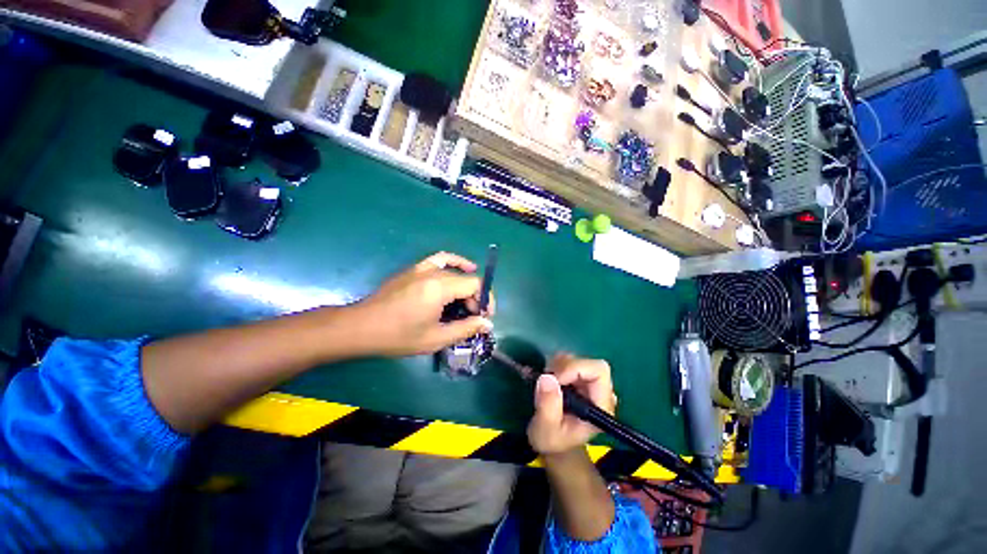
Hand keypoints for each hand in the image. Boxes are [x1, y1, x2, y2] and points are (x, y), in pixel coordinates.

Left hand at [353, 252, 493, 356]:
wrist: (361, 327)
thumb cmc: (398, 336)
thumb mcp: (436, 338)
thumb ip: (466, 329)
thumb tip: (488, 324)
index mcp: (439, 287)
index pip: (475, 285)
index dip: (485, 300)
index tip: (484, 317)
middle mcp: (433, 272)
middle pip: (466, 279)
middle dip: (475, 298)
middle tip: (472, 317)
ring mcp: (422, 268)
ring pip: (455, 271)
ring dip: (466, 284)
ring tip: (469, 300)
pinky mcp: (413, 269)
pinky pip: (439, 259)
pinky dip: (453, 262)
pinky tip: (459, 268)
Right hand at [527, 353, 616, 456]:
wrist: (555, 442)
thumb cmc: (553, 440)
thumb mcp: (545, 430)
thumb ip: (548, 406)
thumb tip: (547, 377)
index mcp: (601, 406)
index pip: (598, 371)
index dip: (575, 368)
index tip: (554, 379)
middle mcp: (600, 392)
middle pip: (588, 363)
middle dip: (563, 367)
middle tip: (546, 380)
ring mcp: (590, 383)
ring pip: (577, 359)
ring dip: (557, 366)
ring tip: (546, 383)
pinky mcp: (579, 378)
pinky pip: (568, 360)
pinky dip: (555, 365)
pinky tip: (548, 380)